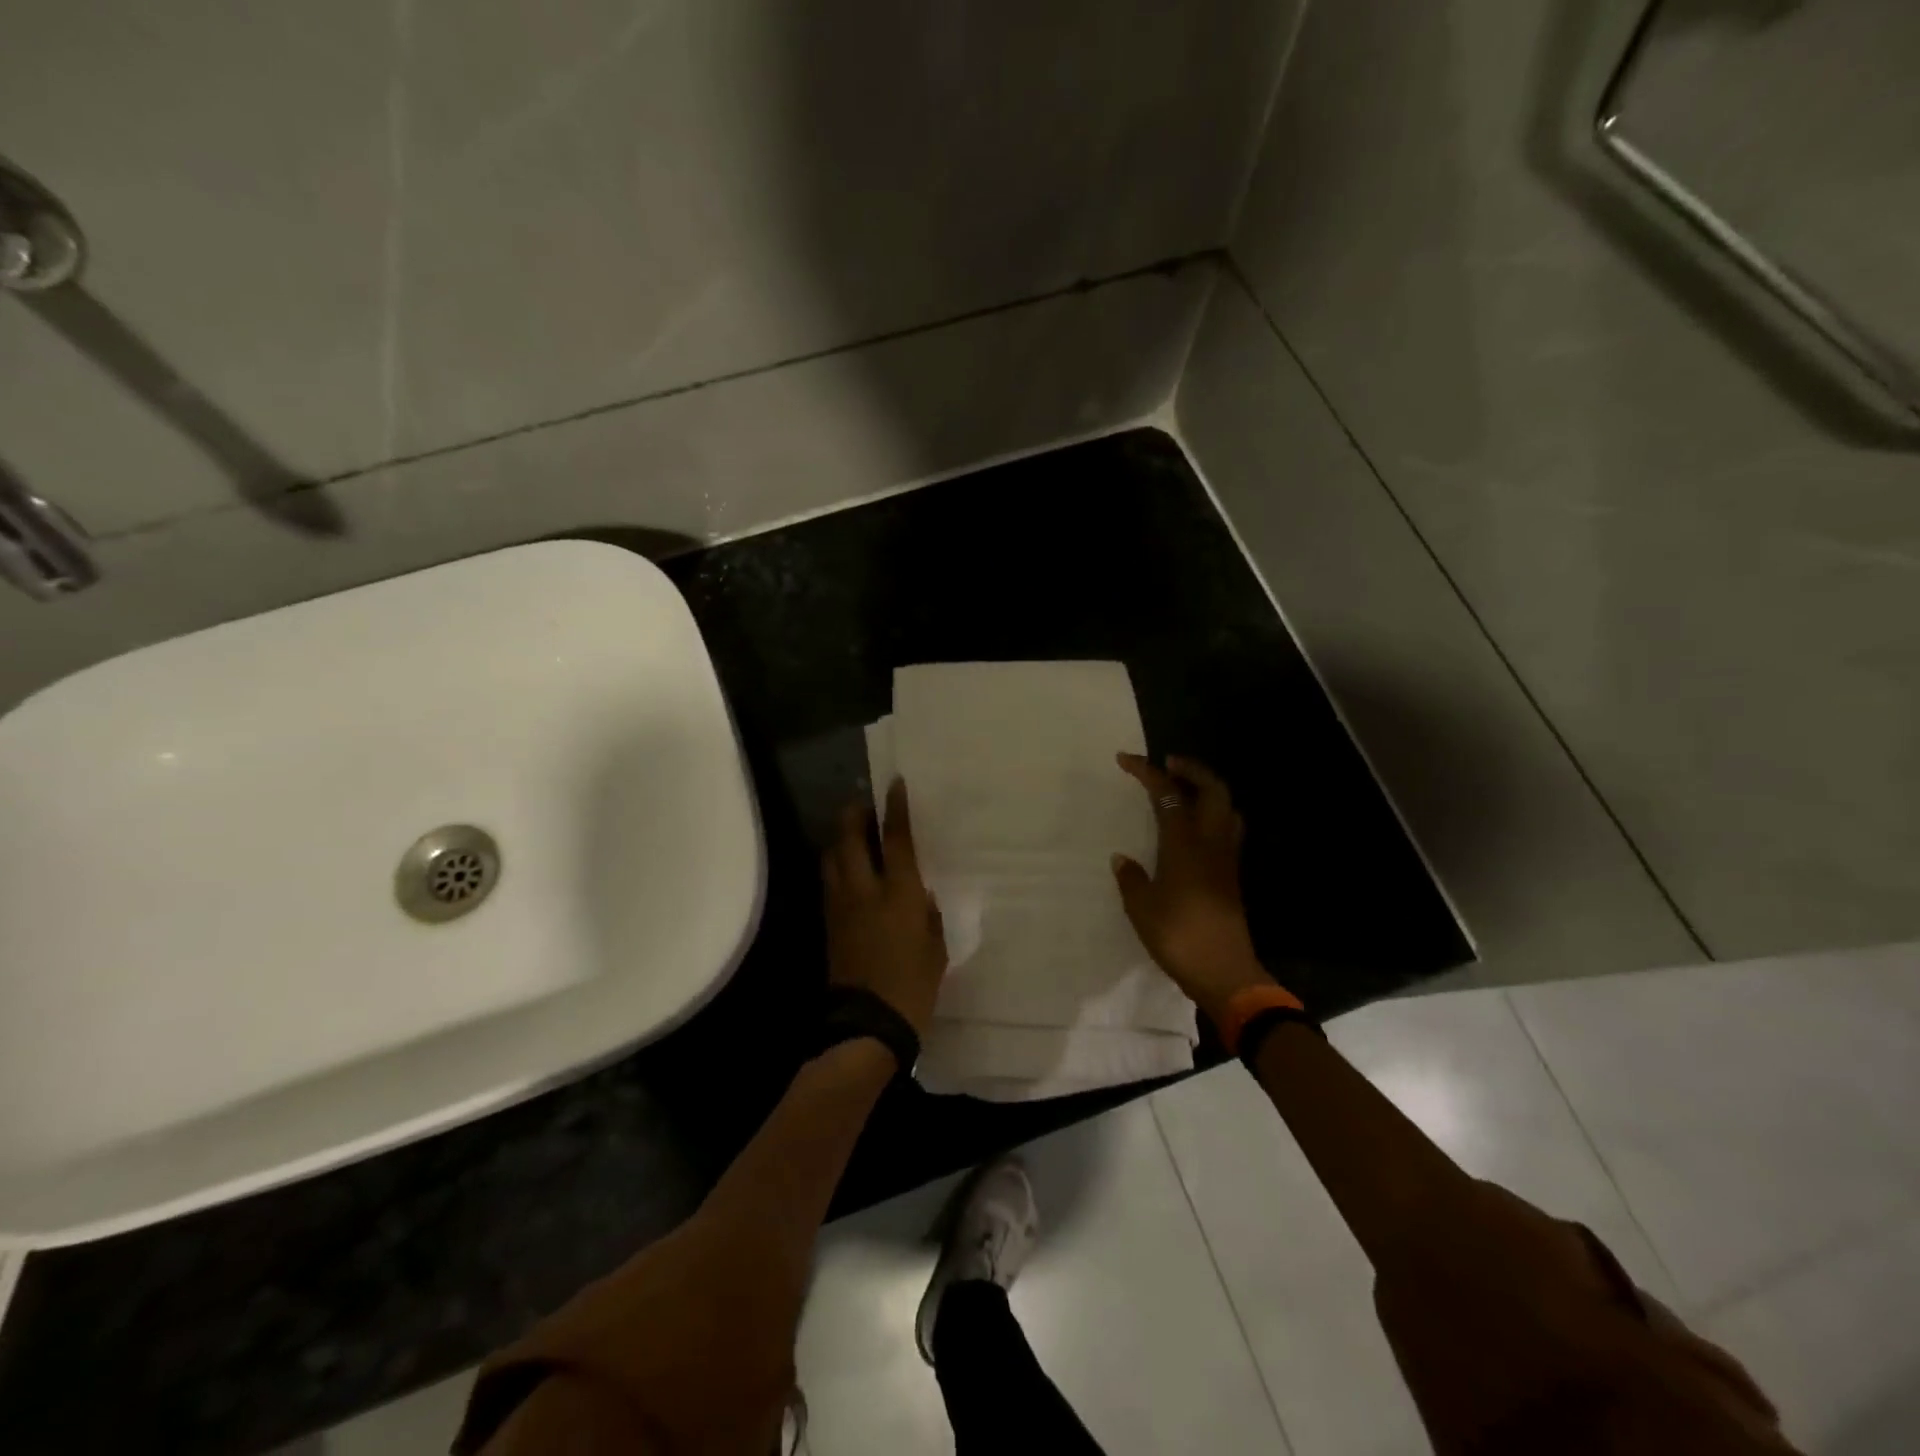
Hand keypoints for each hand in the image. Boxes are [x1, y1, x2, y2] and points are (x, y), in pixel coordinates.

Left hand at [822, 779, 947, 1035]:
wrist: (867, 1025)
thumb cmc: (913, 986)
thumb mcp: (936, 948)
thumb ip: (927, 913)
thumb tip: (920, 893)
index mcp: (899, 894)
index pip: (894, 839)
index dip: (894, 808)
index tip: (895, 784)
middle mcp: (864, 890)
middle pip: (849, 837)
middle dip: (854, 813)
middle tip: (865, 804)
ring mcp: (840, 905)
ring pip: (831, 856)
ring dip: (840, 837)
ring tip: (855, 832)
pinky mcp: (827, 922)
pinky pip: (828, 879)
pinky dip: (836, 863)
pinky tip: (848, 867)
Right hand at [1111, 753, 1274, 1023]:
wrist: (1225, 973)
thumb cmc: (1178, 937)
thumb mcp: (1141, 908)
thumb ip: (1131, 879)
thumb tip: (1122, 859)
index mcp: (1185, 844)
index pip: (1167, 794)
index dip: (1147, 771)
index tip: (1125, 759)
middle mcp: (1211, 843)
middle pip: (1212, 790)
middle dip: (1191, 769)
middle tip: (1167, 764)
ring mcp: (1226, 859)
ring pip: (1226, 808)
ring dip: (1206, 790)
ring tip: (1182, 790)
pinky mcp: (1231, 876)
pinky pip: (1226, 830)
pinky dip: (1211, 815)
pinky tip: (1191, 829)